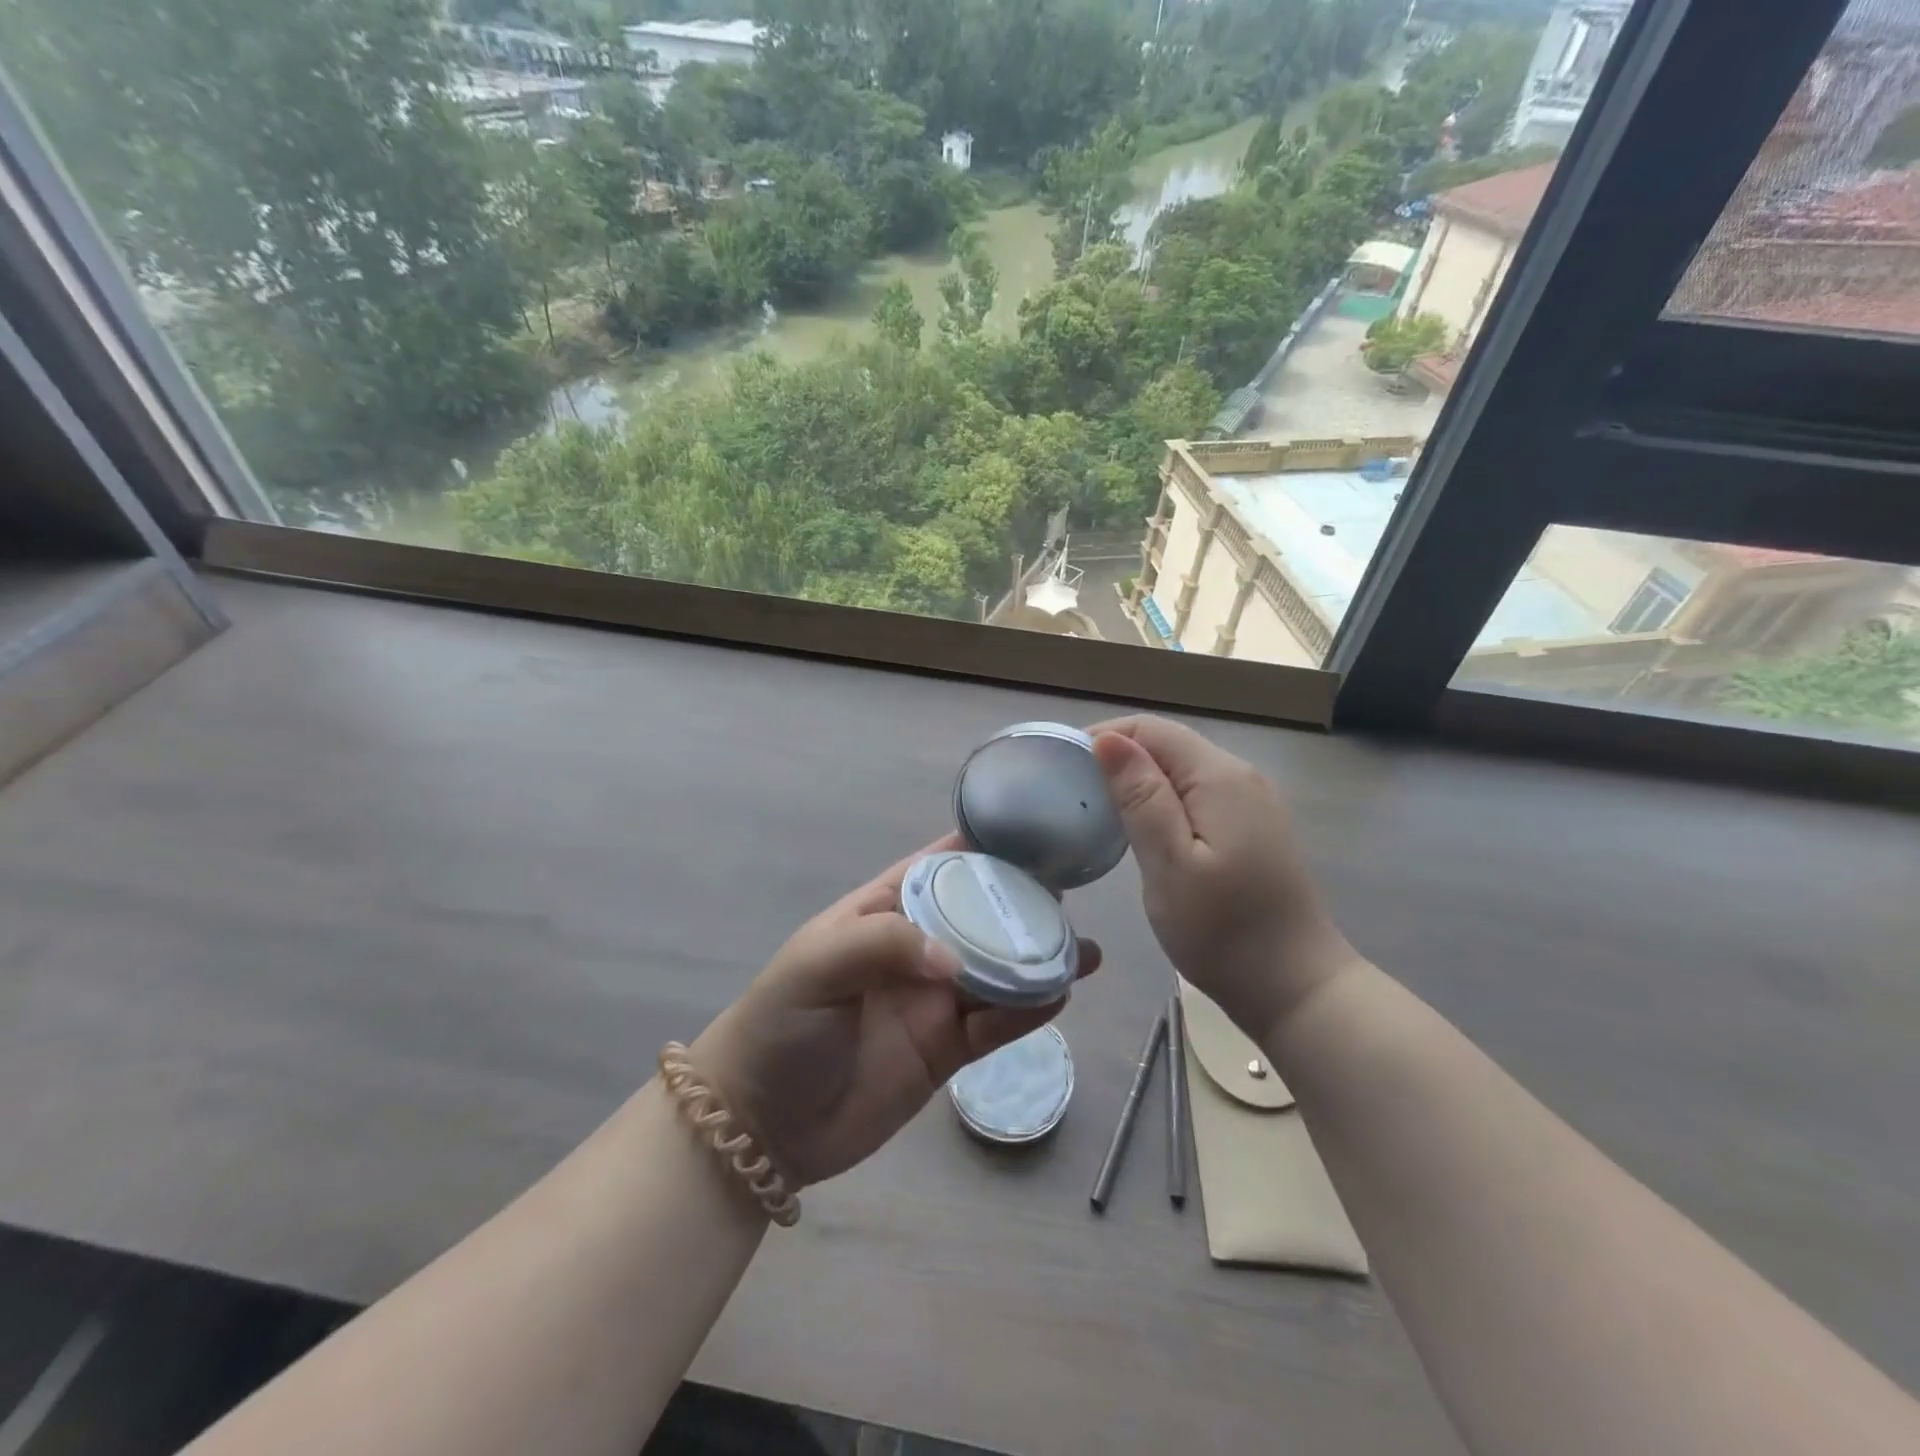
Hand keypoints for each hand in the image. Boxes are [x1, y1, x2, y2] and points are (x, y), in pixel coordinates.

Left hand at [689, 833, 1101, 1188]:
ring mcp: (934, 1000)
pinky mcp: (946, 1050)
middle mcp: (916, 949)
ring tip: (1083, 950)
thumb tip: (956, 959)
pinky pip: (995, 1024)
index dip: (981, 850)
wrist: (762, 1123)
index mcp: (883, 912)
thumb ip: (885, 943)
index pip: (940, 868)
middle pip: (980, 917)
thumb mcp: (817, 964)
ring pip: (997, 971)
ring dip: (1036, 959)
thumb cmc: (781, 1024)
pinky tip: (1058, 994)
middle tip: (1071, 897)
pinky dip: (1027, 1010)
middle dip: (1022, 905)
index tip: (1032, 837)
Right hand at [1090, 715, 1353, 1044]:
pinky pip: (1197, 795)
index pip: (1151, 729)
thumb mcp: (1169, 864)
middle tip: (1073, 792)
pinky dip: (1163, 801)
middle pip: (1168, 745)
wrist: (1296, 989)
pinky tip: (1141, 829)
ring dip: (1138, 780)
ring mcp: (1252, 803)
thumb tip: (1107, 739)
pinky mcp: (1253, 828)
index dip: (1105, 737)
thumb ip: (1140, 797)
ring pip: (1182, 770)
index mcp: (1220, 777)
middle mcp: (1241, 777)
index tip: (1063, 767)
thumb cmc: (1223, 931)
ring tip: (1096, 809)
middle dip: (1118, 757)